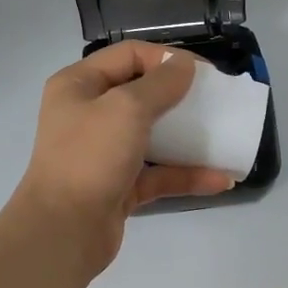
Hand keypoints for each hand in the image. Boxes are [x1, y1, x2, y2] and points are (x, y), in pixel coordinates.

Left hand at [8, 41, 234, 277]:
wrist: (62, 232)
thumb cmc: (90, 157)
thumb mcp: (126, 108)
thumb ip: (160, 83)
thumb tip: (183, 64)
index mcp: (79, 85)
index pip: (128, 55)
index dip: (166, 58)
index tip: (205, 73)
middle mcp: (88, 114)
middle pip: (141, 94)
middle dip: (180, 96)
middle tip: (216, 101)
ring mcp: (103, 153)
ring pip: (153, 136)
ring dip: (188, 137)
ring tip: (225, 136)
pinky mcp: (119, 187)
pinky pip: (158, 174)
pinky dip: (186, 174)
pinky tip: (220, 179)